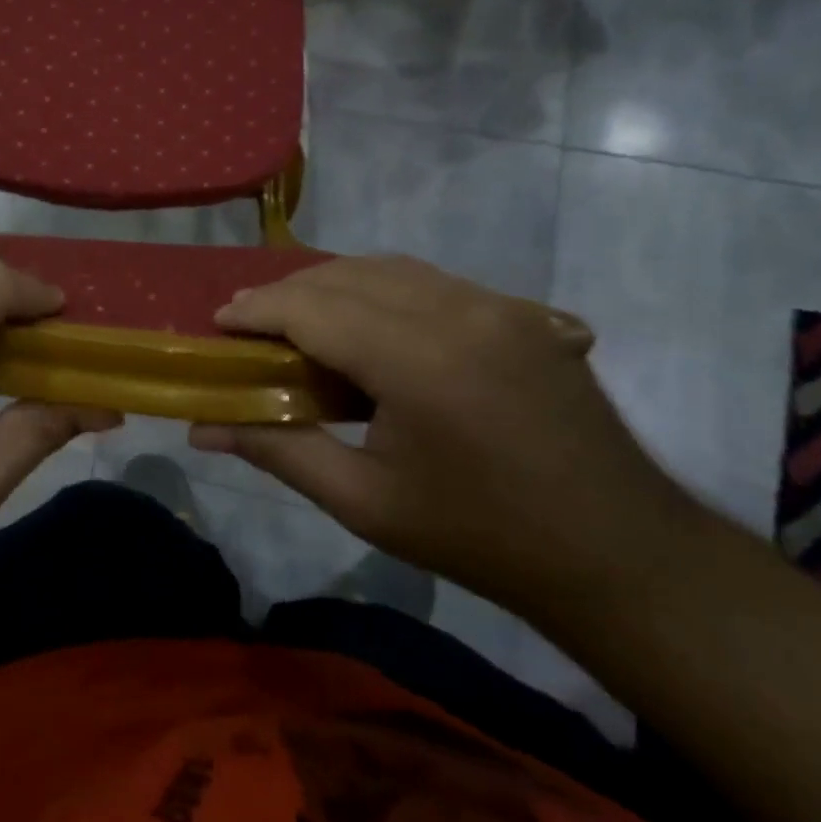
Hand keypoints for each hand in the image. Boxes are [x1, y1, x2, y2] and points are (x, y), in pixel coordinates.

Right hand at [190, 256, 698, 619]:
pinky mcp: (521, 311)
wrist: (617, 553)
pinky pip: (432, 282)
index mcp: (418, 360)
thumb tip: (202, 428)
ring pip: (390, 268)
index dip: (258, 310)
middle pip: (347, 277)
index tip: (218, 323)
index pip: (313, 308)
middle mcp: (458, 311)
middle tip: (251, 326)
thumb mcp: (365, 503)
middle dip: (288, 294)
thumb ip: (279, 450)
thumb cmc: (479, 538)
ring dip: (334, 285)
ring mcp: (497, 304)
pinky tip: (371, 325)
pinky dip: (383, 290)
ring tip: (301, 322)